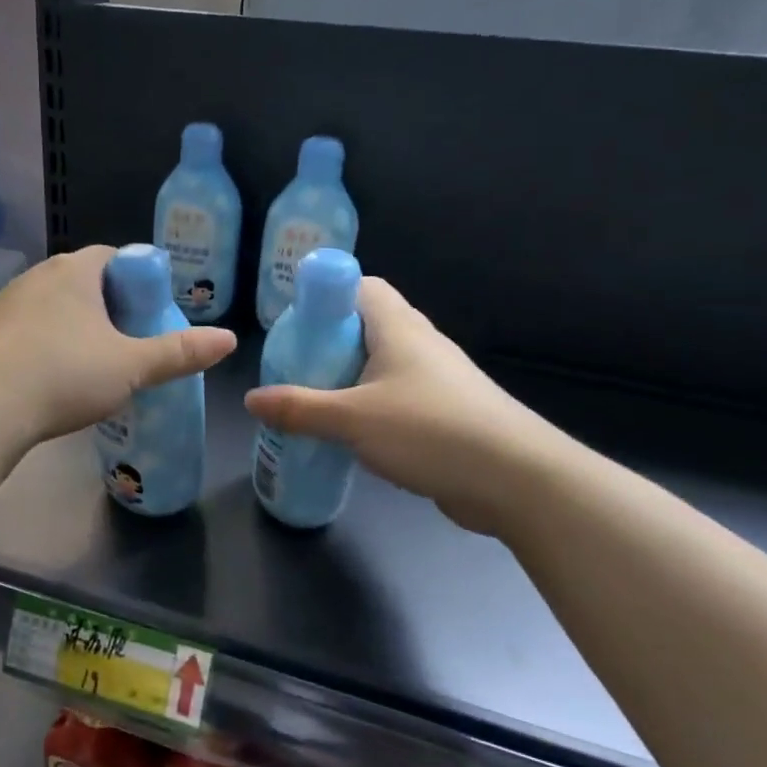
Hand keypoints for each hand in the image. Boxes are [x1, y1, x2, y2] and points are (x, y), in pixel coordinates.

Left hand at [0, 247, 237, 446]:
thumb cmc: (65, 376)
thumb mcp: (131, 367)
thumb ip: (179, 353)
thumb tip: (229, 339)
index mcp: (74, 271)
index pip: (114, 257)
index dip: (137, 280)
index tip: (149, 314)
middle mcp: (37, 275)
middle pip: (83, 280)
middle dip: (108, 305)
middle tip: (127, 342)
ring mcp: (5, 302)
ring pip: (52, 304)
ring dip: (74, 324)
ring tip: (90, 362)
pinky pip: (26, 327)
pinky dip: (44, 342)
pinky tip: (50, 375)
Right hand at [243, 278, 564, 534]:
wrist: (515, 479)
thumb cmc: (430, 431)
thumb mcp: (351, 419)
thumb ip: (298, 408)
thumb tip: (251, 399)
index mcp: (400, 328)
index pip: (362, 286)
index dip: (327, 295)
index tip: (294, 323)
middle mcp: (420, 344)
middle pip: (367, 327)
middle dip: (328, 344)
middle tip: (293, 369)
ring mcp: (437, 380)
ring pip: (381, 366)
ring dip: (347, 380)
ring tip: (312, 402)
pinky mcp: (445, 413)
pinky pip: (395, 397)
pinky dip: (369, 407)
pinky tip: (349, 434)